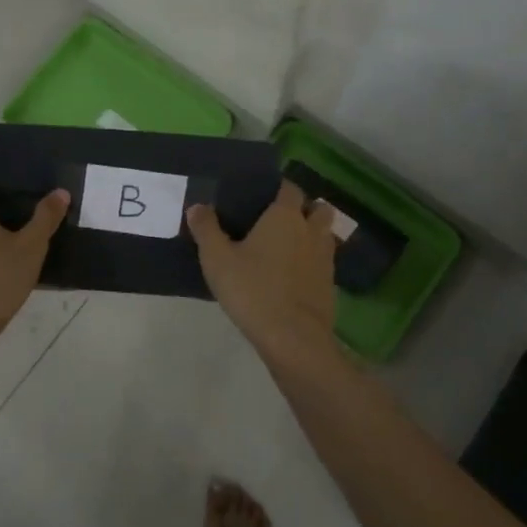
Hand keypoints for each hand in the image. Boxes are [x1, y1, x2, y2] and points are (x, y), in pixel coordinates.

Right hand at [186, 181, 337, 352]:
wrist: (293, 338)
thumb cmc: (253, 290)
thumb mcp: (217, 259)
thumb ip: (206, 229)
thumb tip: (197, 206)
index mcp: (285, 216)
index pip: (290, 188)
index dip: (279, 188)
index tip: (263, 194)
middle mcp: (311, 230)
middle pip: (317, 208)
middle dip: (304, 208)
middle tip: (279, 220)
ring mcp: (325, 258)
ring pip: (325, 234)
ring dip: (312, 234)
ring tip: (287, 247)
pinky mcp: (330, 284)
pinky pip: (324, 262)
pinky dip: (313, 262)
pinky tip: (293, 275)